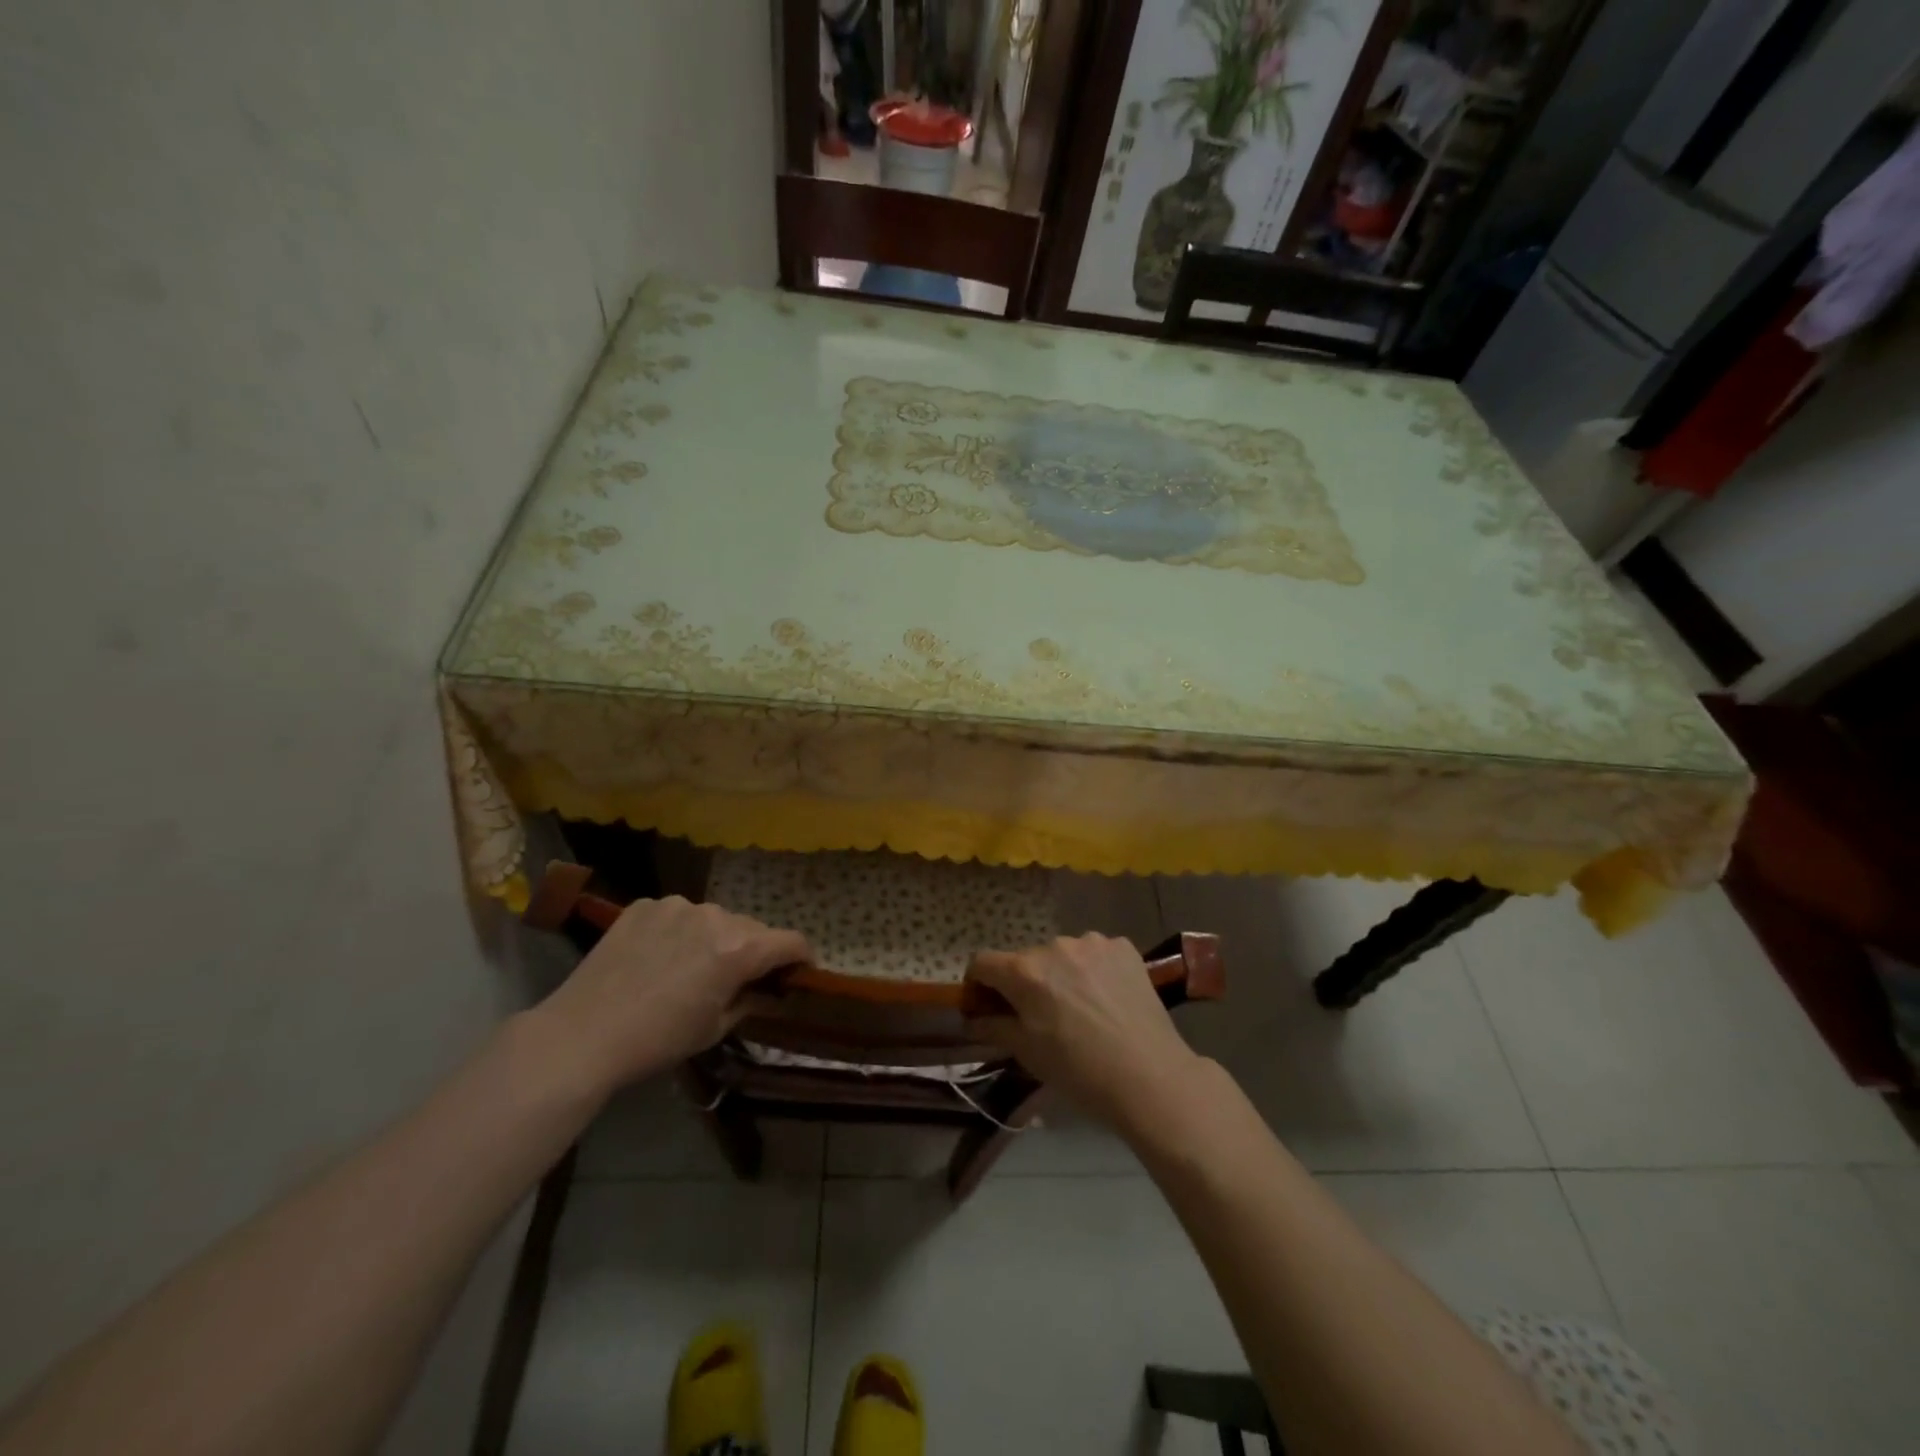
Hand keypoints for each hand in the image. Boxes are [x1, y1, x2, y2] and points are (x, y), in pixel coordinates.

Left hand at [535, 896, 811, 1093]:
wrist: (583, 1034)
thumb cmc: (657, 1040)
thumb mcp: (714, 1028)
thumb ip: (749, 1000)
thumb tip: (765, 990)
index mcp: (739, 949)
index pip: (791, 941)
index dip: (802, 956)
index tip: (801, 970)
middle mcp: (715, 916)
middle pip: (752, 928)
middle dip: (753, 949)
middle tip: (738, 977)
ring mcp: (677, 906)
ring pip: (713, 918)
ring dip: (715, 937)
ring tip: (690, 965)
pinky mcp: (644, 905)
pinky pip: (677, 914)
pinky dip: (679, 931)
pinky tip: (657, 956)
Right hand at [964, 934, 1204, 1134]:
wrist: (1150, 1077)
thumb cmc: (1079, 1070)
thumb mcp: (1027, 1052)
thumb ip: (993, 1027)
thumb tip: (971, 1019)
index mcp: (1025, 971)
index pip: (982, 961)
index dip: (978, 983)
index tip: (988, 1005)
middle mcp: (1054, 945)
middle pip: (1026, 959)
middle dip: (1025, 983)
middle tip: (1041, 1016)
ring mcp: (1092, 942)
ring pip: (1063, 955)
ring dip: (1061, 974)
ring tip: (1081, 1008)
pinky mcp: (1124, 947)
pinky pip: (1095, 953)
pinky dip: (1093, 970)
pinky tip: (1107, 999)